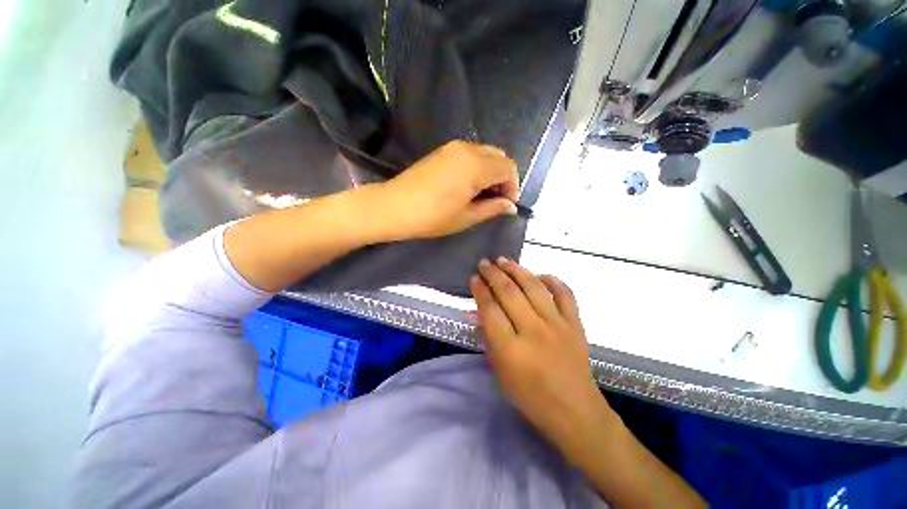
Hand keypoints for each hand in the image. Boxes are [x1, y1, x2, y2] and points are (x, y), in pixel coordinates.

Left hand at [368, 140, 519, 240]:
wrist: (394, 206)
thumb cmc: (433, 217)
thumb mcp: (466, 217)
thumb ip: (492, 208)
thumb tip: (510, 206)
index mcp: (476, 166)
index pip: (508, 168)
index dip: (512, 186)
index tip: (505, 204)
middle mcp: (467, 149)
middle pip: (499, 156)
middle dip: (503, 177)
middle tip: (494, 199)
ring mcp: (453, 147)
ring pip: (485, 153)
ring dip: (490, 171)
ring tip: (480, 194)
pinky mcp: (442, 150)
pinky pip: (470, 153)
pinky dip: (477, 166)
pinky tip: (467, 185)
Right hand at [470, 258, 610, 445]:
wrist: (575, 411)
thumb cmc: (531, 397)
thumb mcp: (500, 372)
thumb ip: (489, 338)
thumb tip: (478, 312)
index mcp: (511, 349)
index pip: (490, 310)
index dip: (480, 290)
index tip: (474, 278)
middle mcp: (534, 331)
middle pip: (509, 293)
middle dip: (493, 274)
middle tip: (484, 263)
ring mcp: (558, 325)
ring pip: (534, 287)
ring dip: (517, 270)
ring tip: (504, 260)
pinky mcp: (575, 324)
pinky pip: (565, 294)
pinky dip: (553, 280)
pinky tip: (540, 274)